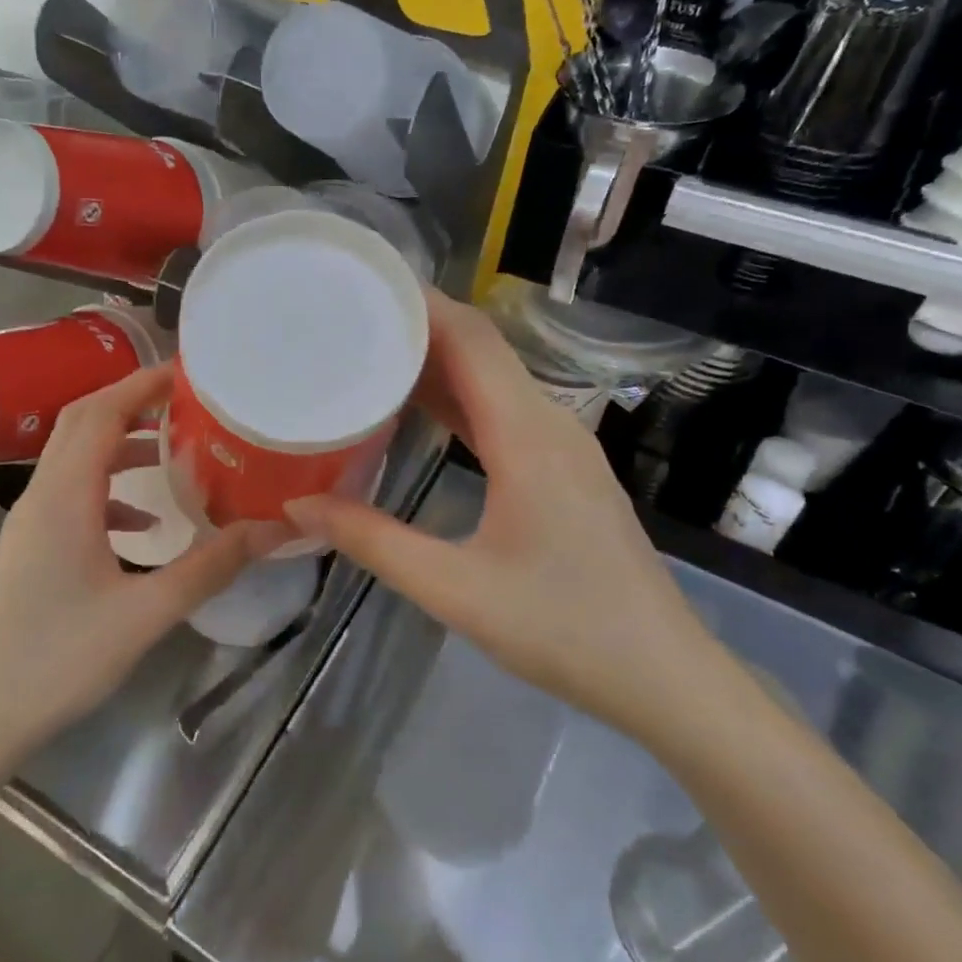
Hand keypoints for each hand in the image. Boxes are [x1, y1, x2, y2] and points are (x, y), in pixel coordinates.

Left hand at [0, 364, 272, 789]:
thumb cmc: (59, 660)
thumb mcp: (146, 613)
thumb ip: (211, 567)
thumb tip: (273, 529)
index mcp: (64, 497)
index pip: (101, 413)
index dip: (142, 384)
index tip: (188, 374)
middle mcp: (41, 496)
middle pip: (82, 424)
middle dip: (131, 403)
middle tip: (185, 401)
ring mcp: (30, 523)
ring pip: (75, 460)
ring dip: (119, 445)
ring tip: (173, 452)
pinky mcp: (29, 548)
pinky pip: (71, 496)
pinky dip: (108, 490)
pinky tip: (143, 524)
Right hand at [286, 291, 720, 741]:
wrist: (662, 675)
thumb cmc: (563, 628)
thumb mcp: (454, 590)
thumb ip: (373, 541)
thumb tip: (299, 504)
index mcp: (527, 435)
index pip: (470, 339)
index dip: (419, 303)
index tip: (360, 286)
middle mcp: (549, 423)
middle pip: (480, 349)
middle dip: (417, 325)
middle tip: (346, 319)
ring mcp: (562, 445)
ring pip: (492, 379)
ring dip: (436, 361)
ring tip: (368, 354)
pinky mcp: (562, 469)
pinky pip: (502, 411)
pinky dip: (457, 398)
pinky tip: (417, 411)